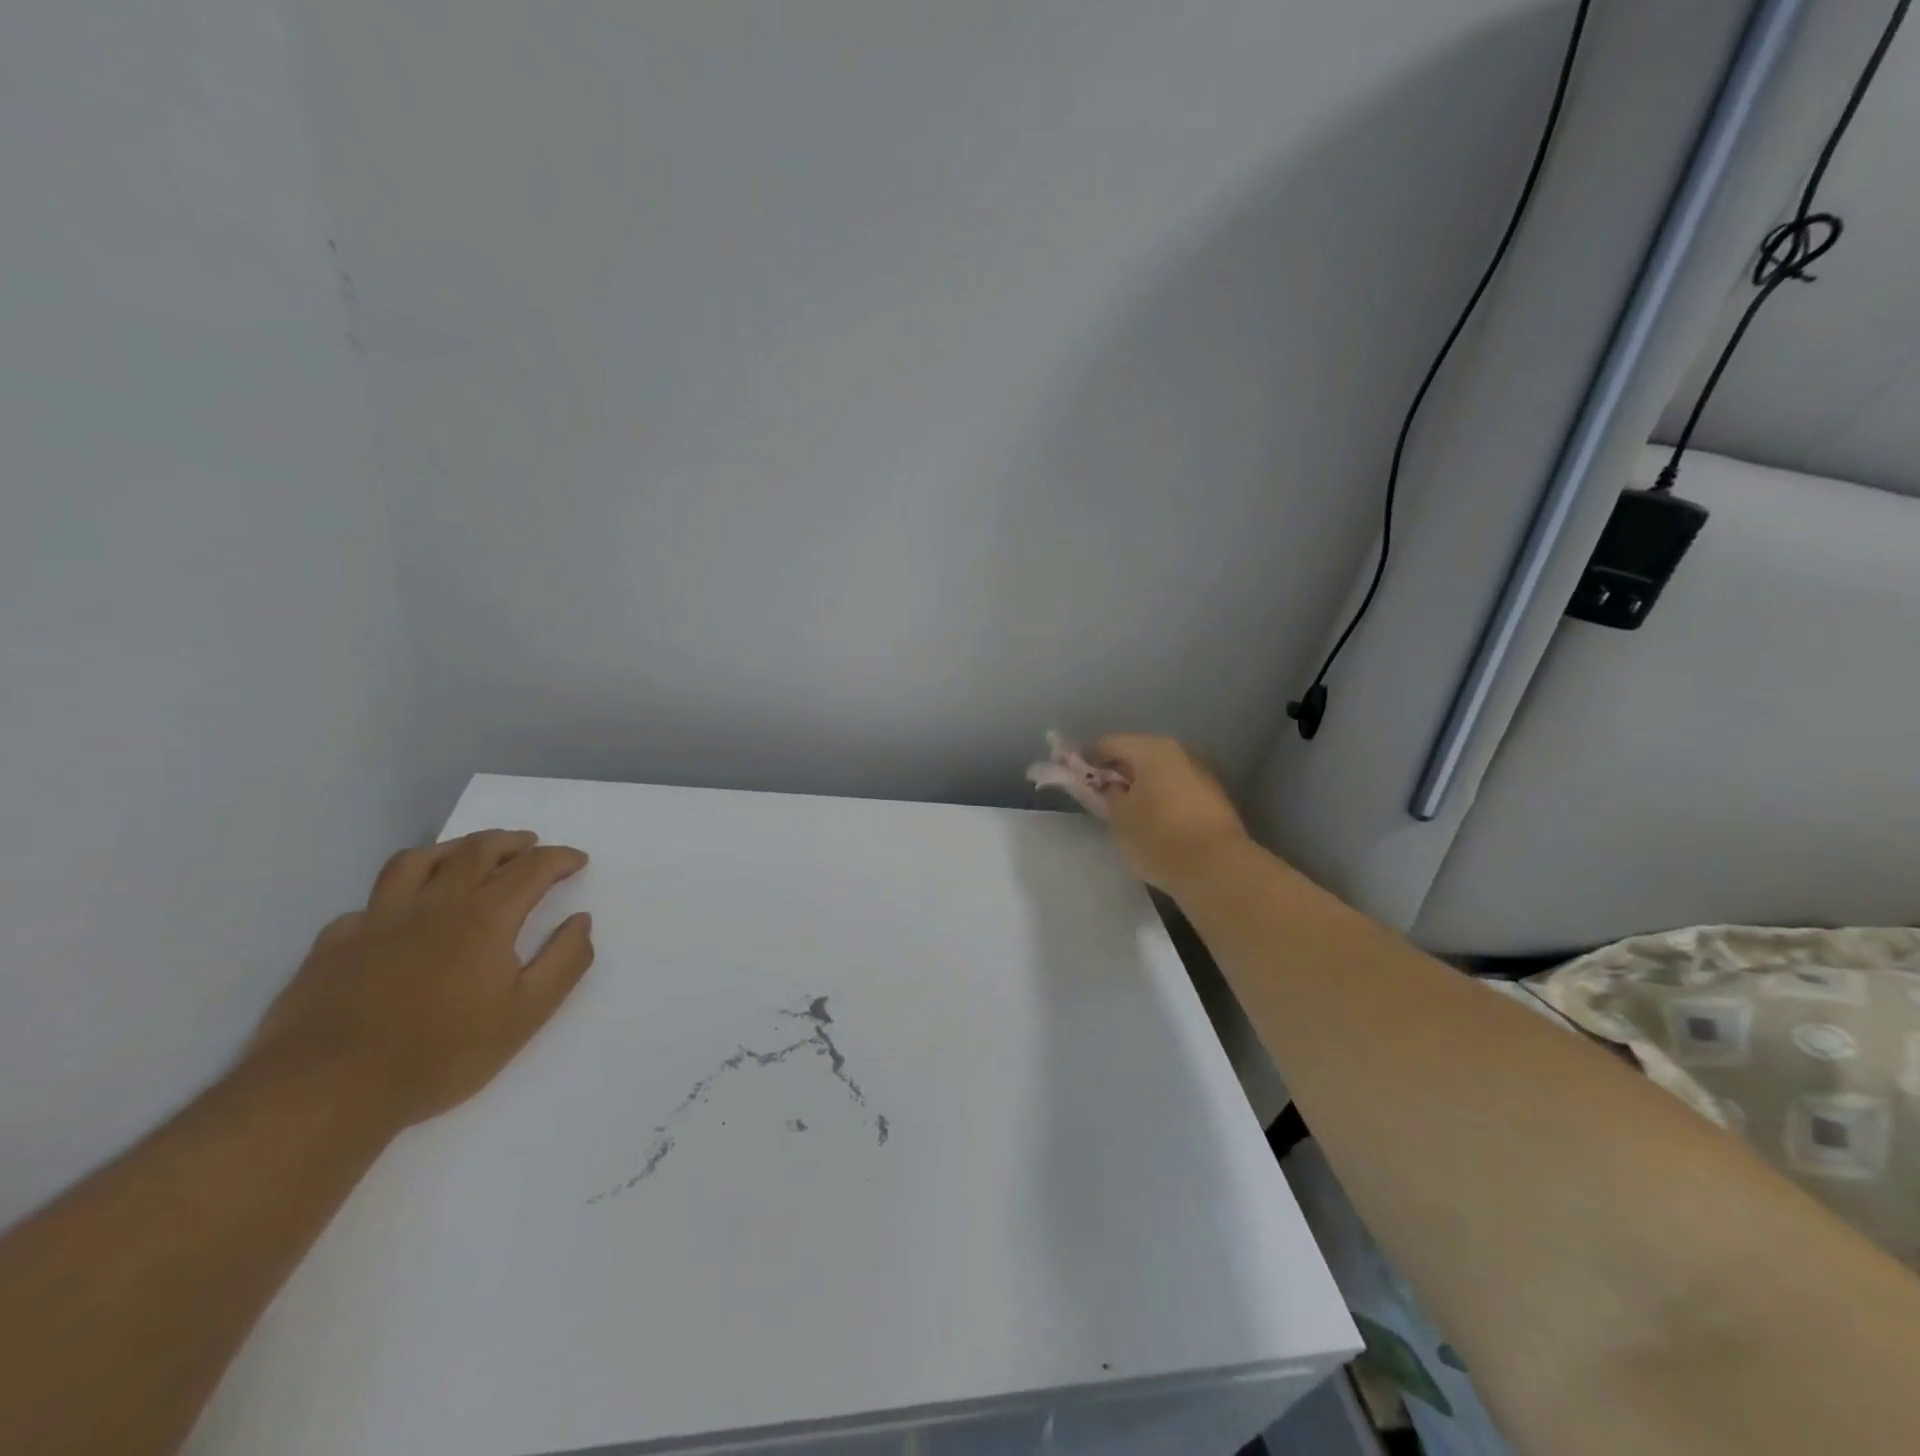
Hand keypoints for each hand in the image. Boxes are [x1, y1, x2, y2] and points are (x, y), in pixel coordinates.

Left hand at [248, 830, 594, 1129]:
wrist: (327, 1091)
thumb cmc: (442, 1053)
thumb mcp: (527, 1014)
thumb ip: (564, 961)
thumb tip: (580, 921)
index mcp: (484, 917)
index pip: (532, 868)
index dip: (560, 858)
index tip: (577, 861)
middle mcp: (434, 904)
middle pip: (476, 850)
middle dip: (511, 842)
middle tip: (530, 845)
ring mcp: (378, 919)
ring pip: (418, 860)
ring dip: (453, 849)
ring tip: (467, 855)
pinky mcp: (334, 943)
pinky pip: (370, 902)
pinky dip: (397, 896)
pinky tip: (400, 914)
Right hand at [1092, 735, 1251, 892]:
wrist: (1218, 870)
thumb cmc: (1159, 837)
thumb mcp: (1118, 817)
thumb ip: (1106, 794)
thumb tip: (1109, 786)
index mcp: (1152, 749)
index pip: (1108, 743)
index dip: (1088, 759)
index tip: (1075, 779)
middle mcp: (1179, 753)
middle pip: (1137, 755)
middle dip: (1117, 773)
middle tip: (1099, 797)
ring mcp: (1201, 774)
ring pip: (1159, 773)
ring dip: (1141, 786)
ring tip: (1126, 812)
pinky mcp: (1214, 798)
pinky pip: (1176, 790)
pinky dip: (1160, 799)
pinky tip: (1153, 822)